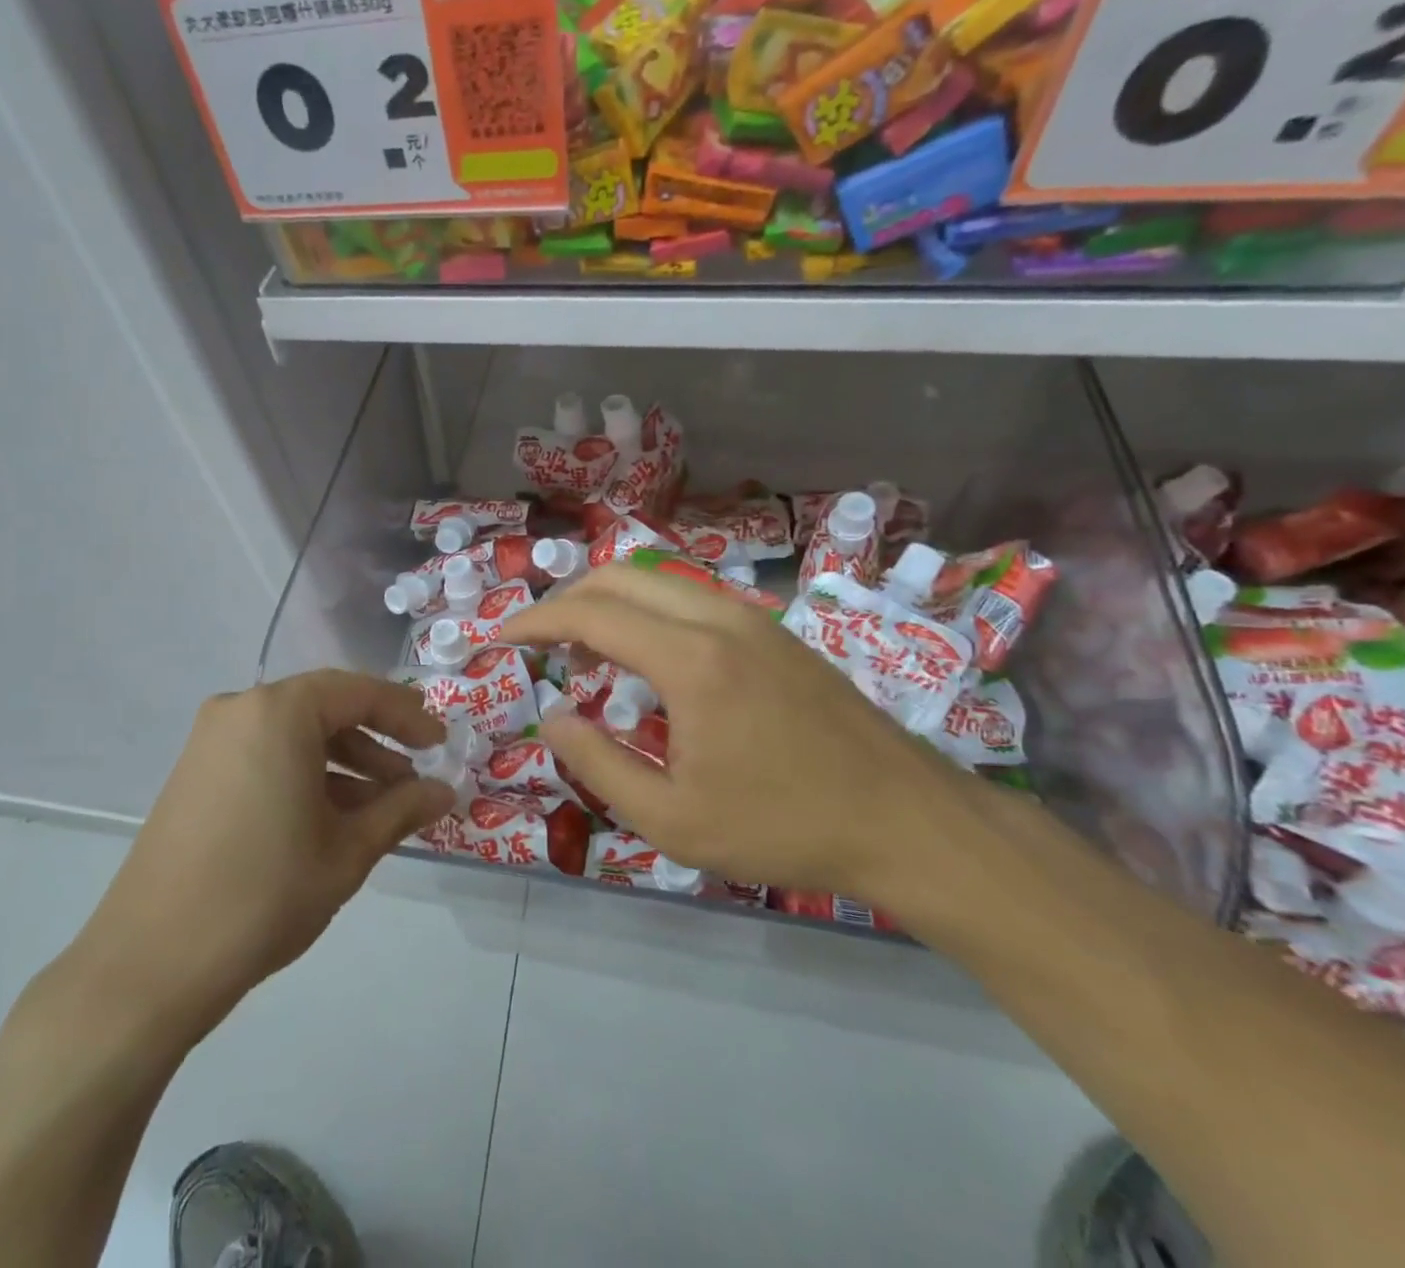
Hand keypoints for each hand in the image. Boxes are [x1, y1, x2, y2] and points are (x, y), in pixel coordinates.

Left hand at [57, 671, 450, 1043]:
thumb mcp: (348, 850)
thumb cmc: (264, 893)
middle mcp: (240, 710)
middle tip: (414, 781)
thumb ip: (402, 810)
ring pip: (295, 735)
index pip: (359, 692)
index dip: (408, 716)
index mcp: (278, 711)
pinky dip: (305, 776)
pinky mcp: (195, 775)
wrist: (150, 964)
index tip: (441, 745)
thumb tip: (444, 791)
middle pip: (325, 709)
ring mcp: (211, 742)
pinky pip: (265, 756)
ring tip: (381, 808)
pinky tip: (332, 819)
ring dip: (343, 763)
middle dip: (376, 743)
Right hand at [499, 563, 960, 896]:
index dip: (536, 621)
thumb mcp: (671, 820)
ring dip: (608, 601)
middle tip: (535, 641)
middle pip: (620, 578)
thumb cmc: (783, 826)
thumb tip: (552, 716)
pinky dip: (646, 610)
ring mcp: (752, 618)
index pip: (592, 614)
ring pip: (657, 580)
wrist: (904, 819)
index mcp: (691, 660)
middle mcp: (718, 618)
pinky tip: (644, 656)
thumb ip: (597, 763)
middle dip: (565, 601)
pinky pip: (689, 597)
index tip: (500, 637)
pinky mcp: (773, 630)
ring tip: (581, 647)